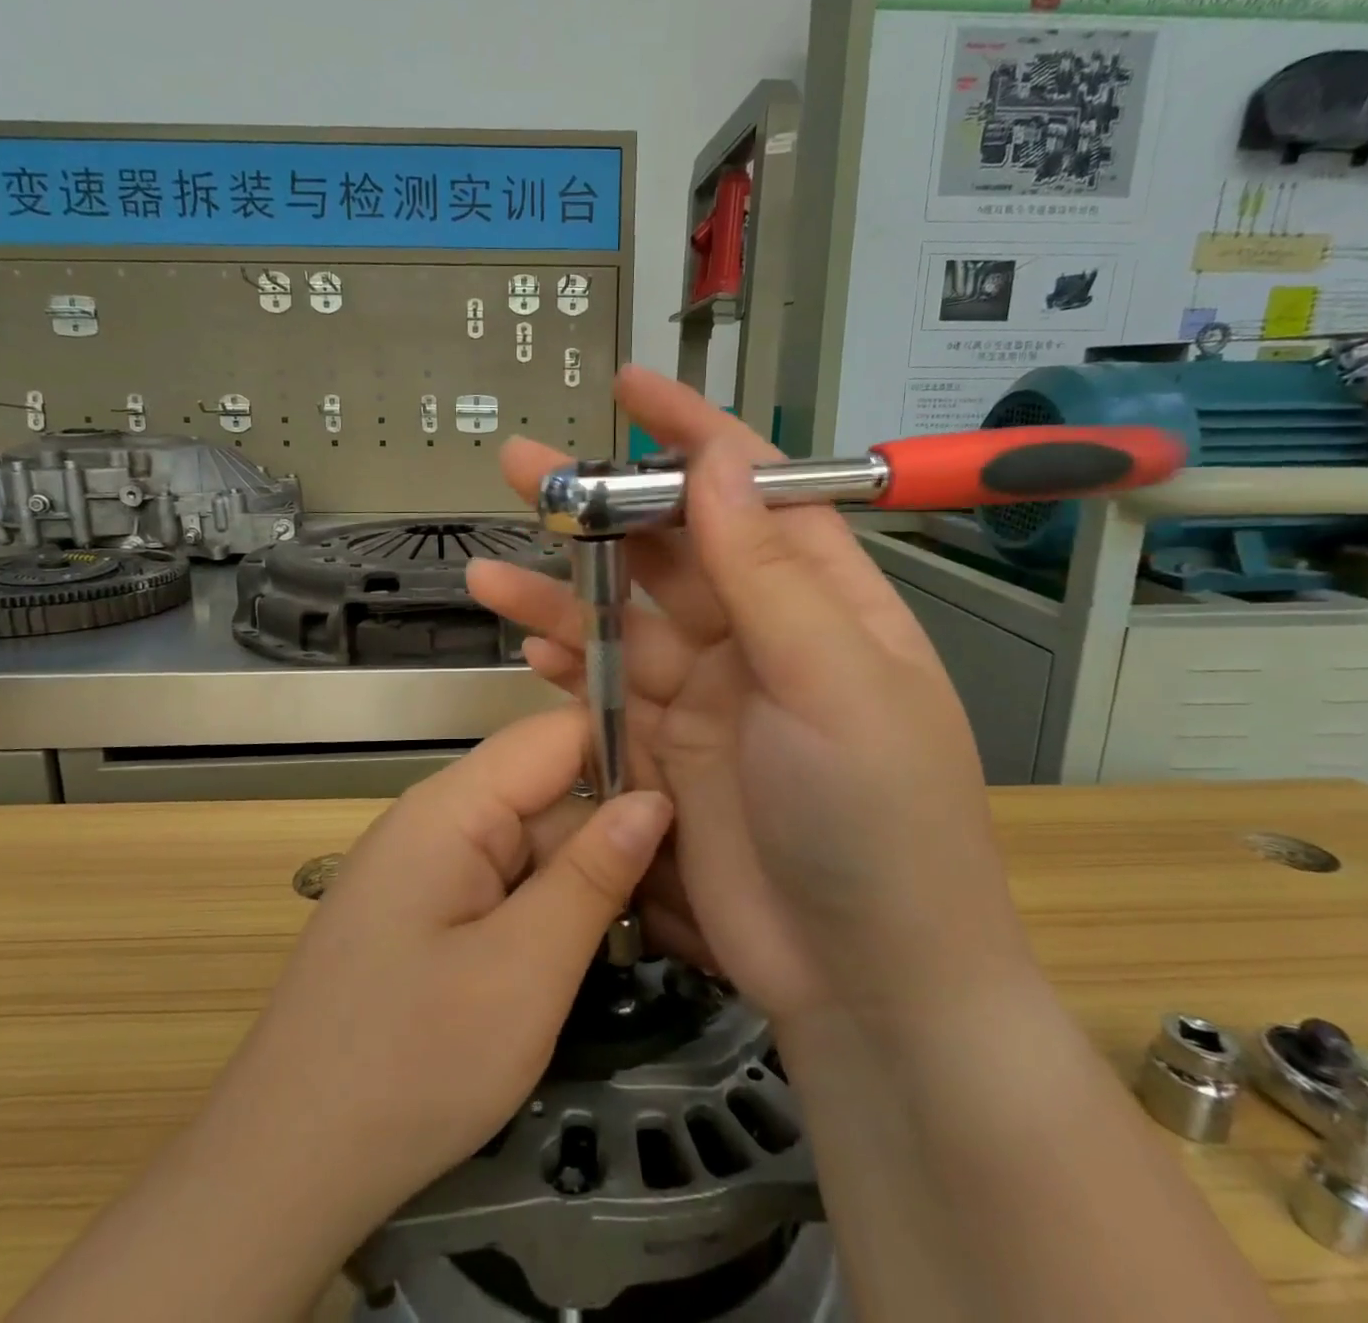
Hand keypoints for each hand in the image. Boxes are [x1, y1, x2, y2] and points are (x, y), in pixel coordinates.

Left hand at [228, 706, 671, 1222]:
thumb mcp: (524, 970)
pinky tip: (620, 946)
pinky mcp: (437, 909)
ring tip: (689, 927)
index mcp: (453, 806)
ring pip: (541, 845)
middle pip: (554, 794)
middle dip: (628, 834)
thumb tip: (654, 799)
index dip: (630, 747)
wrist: (287, 1169)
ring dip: (604, 881)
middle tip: (715, 885)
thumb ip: (592, 874)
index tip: (704, 790)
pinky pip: (514, 885)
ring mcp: (437, 866)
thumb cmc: (410, 1064)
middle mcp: (442, 818)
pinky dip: (566, 911)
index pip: (557, 735)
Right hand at [469, 367, 1036, 1026]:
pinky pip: (606, 687)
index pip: (752, 490)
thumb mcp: (832, 682)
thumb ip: (768, 572)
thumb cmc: (876, 817)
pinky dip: (566, 662)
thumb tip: (721, 462)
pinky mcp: (666, 748)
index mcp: (821, 600)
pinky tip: (525, 640)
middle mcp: (760, 634)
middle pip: (669, 548)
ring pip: (622, 617)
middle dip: (601, 506)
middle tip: (523, 467)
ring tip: (491, 564)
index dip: (692, 435)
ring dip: (561, 588)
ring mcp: (707, 693)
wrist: (865, 977)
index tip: (631, 390)